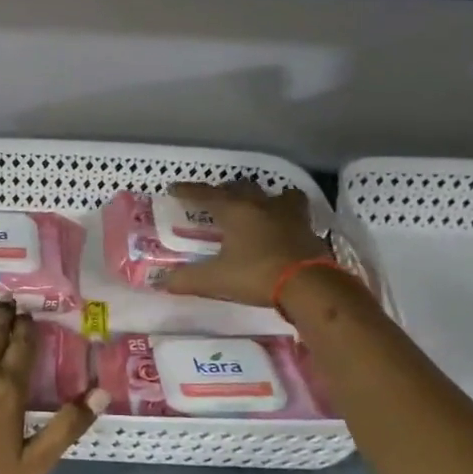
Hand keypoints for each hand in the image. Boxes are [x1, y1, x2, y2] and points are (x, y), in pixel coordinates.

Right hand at [162, 182, 332, 307]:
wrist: (309, 286)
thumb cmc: (256, 275)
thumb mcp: (215, 280)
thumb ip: (187, 279)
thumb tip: (163, 282)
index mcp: (235, 211)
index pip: (206, 194)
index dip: (188, 191)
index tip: (174, 188)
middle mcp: (261, 205)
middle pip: (241, 187)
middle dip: (226, 190)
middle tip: (217, 199)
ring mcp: (289, 215)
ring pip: (276, 194)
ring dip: (264, 197)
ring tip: (258, 206)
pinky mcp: (308, 229)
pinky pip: (296, 213)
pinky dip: (287, 215)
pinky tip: (283, 226)